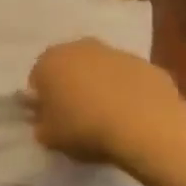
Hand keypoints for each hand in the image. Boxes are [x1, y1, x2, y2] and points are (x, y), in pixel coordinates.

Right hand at [27, 38, 183, 164]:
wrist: (145, 127)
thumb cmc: (85, 129)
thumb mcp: (50, 137)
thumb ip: (41, 125)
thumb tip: (45, 121)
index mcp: (50, 61)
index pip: (38, 79)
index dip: (44, 101)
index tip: (53, 120)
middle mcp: (80, 48)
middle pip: (70, 68)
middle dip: (72, 87)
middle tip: (79, 117)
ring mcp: (117, 53)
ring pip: (102, 70)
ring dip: (101, 87)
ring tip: (109, 119)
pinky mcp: (147, 64)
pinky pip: (130, 79)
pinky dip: (129, 92)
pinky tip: (134, 117)